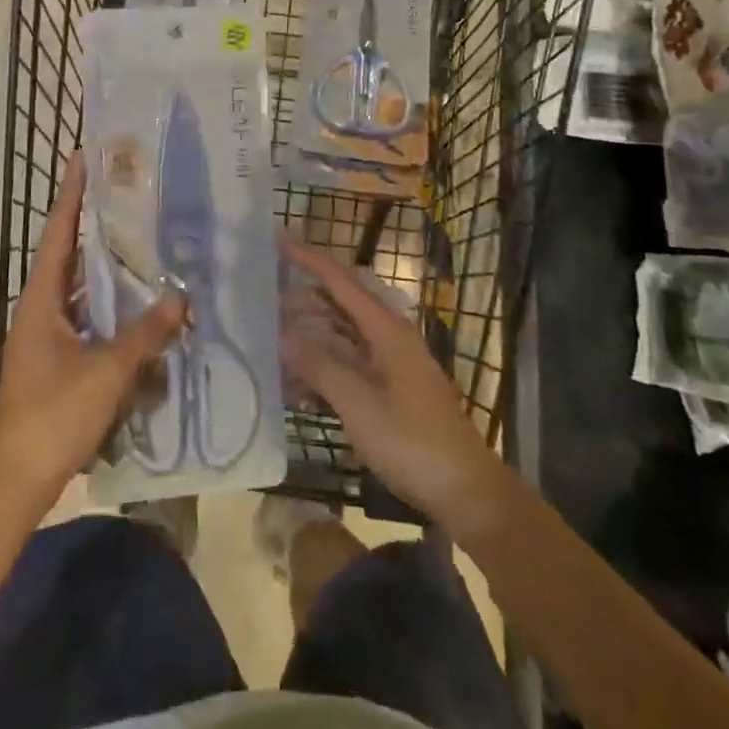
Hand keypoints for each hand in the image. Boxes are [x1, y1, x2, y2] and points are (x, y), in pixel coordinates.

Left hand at [0, 156, 185, 510]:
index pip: (57, 233)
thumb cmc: (53, 415)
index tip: (83, 157)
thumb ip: (144, 334)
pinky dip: (113, 309)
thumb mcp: (105, 372)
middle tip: (131, 196)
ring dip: (109, 269)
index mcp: (41, 300)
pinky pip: (90, 320)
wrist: (16, 481)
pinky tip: (142, 309)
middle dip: (96, 225)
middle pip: (70, 256)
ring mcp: (49, 337)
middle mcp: (42, 310)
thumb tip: (179, 299)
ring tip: (144, 243)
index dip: (70, 195)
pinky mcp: (60, 362)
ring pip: (83, 290)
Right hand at [280, 233, 509, 532]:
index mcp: (386, 330)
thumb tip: (284, 336)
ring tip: (273, 342)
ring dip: (310, 337)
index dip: (310, 258)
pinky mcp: (390, 389)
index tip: (280, 238)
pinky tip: (296, 382)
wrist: (464, 491)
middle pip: (340, 305)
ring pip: (342, 336)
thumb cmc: (412, 442)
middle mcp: (388, 338)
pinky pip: (349, 364)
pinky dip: (323, 366)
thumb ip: (320, 367)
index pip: (341, 281)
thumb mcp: (359, 405)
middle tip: (263, 302)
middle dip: (303, 300)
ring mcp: (390, 364)